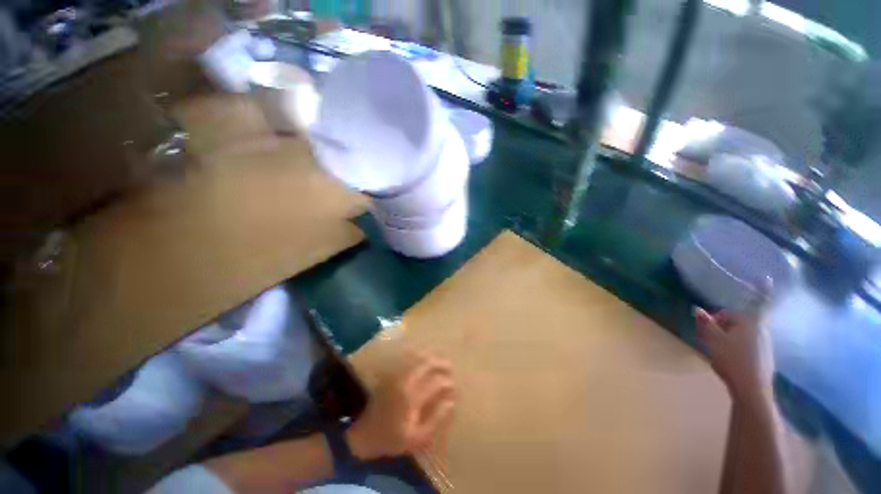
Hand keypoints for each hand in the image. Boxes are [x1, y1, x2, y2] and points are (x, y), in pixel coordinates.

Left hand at [346, 352, 454, 460]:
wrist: (363, 433)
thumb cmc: (391, 438)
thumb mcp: (416, 438)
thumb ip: (435, 420)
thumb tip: (451, 402)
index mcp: (413, 396)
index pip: (436, 382)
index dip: (448, 383)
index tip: (453, 387)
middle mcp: (406, 380)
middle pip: (427, 363)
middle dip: (441, 363)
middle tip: (450, 366)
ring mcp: (397, 373)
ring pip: (417, 356)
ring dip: (431, 355)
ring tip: (439, 359)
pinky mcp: (391, 372)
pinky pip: (407, 356)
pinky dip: (418, 354)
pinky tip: (423, 356)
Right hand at [695, 308, 774, 400]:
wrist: (752, 388)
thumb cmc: (732, 360)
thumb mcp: (713, 339)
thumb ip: (706, 323)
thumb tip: (697, 309)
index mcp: (749, 321)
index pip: (727, 314)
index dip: (712, 320)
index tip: (702, 330)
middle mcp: (760, 329)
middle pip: (736, 325)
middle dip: (721, 331)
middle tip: (708, 340)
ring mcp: (766, 344)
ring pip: (742, 337)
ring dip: (729, 341)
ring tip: (718, 352)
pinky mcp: (767, 357)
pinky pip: (748, 348)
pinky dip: (737, 350)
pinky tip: (730, 362)